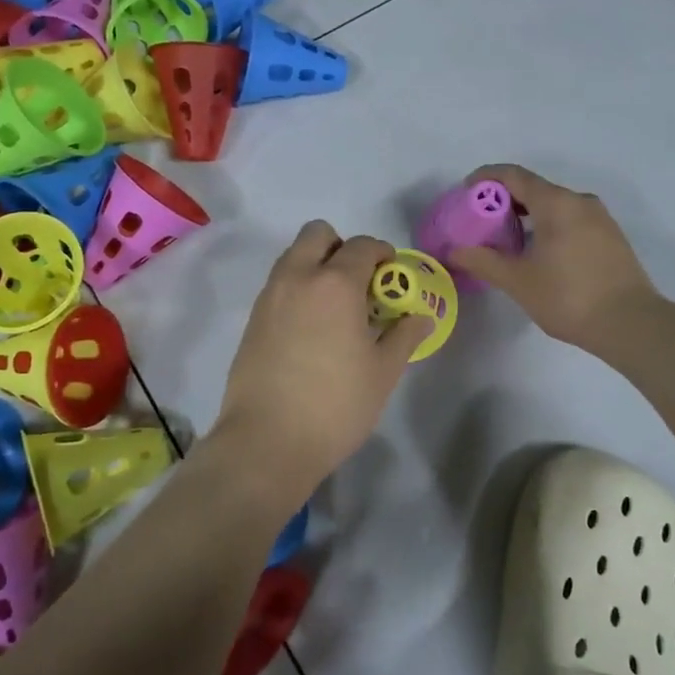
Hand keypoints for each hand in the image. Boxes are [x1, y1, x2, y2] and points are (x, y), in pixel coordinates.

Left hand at [208, 222, 430, 500]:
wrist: (266, 441)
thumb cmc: (335, 405)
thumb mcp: (383, 372)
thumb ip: (404, 335)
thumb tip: (421, 316)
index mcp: (335, 283)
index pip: (362, 245)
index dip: (382, 252)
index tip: (392, 274)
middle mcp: (298, 277)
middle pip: (317, 233)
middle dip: (341, 246)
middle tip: (358, 282)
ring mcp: (270, 297)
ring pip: (293, 256)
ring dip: (316, 264)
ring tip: (335, 307)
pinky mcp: (252, 319)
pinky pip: (279, 283)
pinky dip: (297, 288)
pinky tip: (311, 328)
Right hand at [447, 164, 660, 354]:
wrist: (631, 324)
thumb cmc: (569, 297)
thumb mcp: (519, 281)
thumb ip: (484, 261)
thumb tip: (454, 251)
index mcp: (556, 203)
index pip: (513, 175)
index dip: (486, 178)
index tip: (466, 192)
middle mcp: (579, 201)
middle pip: (535, 188)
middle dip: (505, 200)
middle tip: (481, 222)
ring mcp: (600, 218)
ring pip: (555, 205)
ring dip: (528, 215)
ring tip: (507, 241)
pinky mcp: (611, 237)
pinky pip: (571, 219)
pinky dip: (549, 226)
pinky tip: (539, 254)